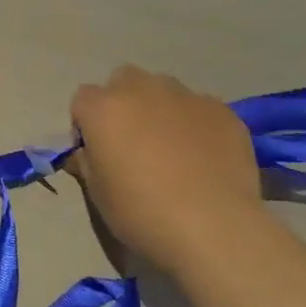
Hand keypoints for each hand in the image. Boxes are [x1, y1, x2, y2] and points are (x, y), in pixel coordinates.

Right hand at [68, 67, 263, 269]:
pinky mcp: (223, 111)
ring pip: (164, 89)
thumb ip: (87, 161)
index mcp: (104, 109)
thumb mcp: (97, 193)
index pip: (83, 99)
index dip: (85, 124)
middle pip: (124, 79)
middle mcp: (142, 91)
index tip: (95, 151)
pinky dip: (195, 123)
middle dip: (122, 102)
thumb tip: (86, 152)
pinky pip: (200, 107)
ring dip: (159, 108)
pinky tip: (204, 156)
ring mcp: (187, 97)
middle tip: (131, 140)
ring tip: (172, 146)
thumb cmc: (140, 212)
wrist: (212, 227)